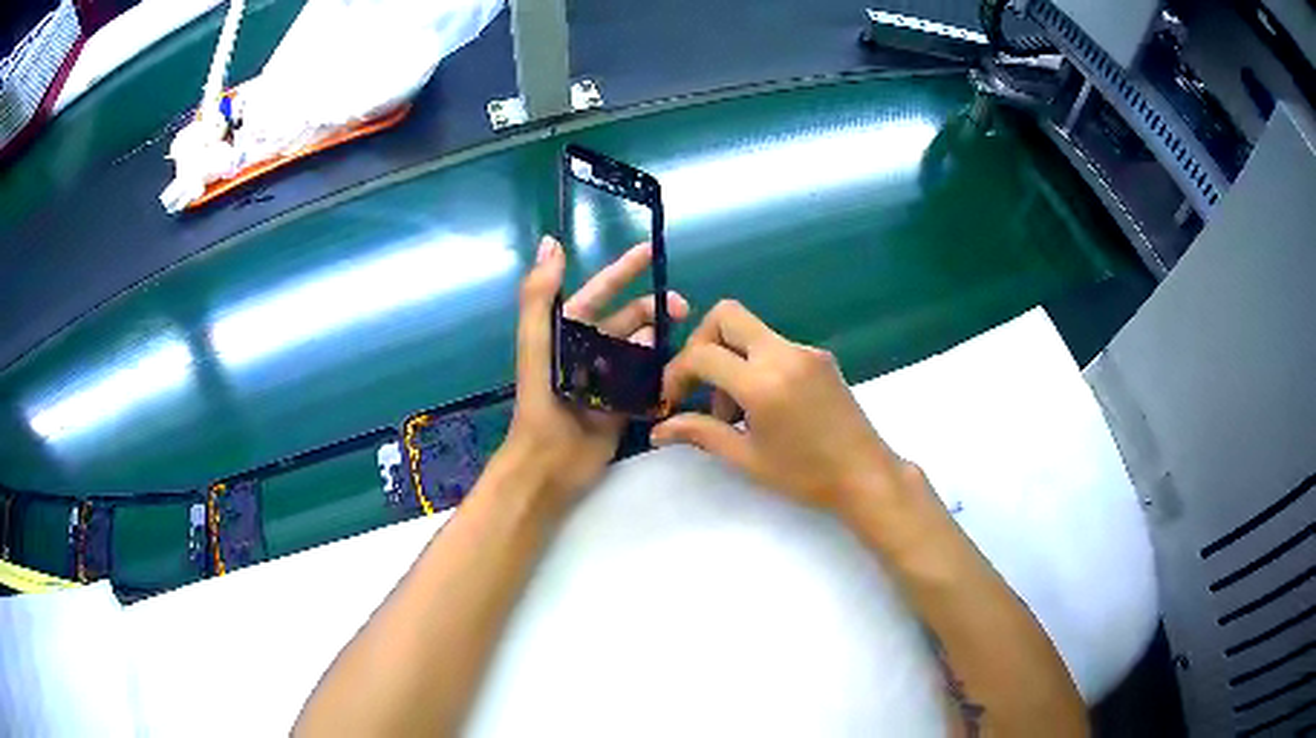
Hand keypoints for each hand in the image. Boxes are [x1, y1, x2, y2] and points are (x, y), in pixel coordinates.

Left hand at [496, 237, 688, 510]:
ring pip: (643, 348)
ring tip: (688, 339)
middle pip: (629, 319)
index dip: (624, 269)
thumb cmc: (541, 402)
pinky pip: (649, 380)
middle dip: (655, 308)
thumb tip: (551, 243)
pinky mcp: (624, 404)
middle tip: (684, 308)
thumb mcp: (537, 344)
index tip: (651, 250)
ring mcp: (609, 377)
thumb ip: (540, 295)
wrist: (550, 463)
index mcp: (568, 331)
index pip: (601, 291)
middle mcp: (590, 349)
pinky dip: (664, 371)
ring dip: (662, 339)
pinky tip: (684, 367)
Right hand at [652, 300, 923, 520]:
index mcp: (763, 382)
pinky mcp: (820, 357)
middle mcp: (783, 353)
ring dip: (730, 357)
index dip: (676, 373)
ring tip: (735, 411)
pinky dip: (756, 364)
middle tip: (699, 383)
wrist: (865, 475)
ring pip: (751, 331)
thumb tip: (658, 430)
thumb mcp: (746, 458)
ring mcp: (805, 351)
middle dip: (701, 342)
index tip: (672, 399)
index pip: (702, 354)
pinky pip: (775, 346)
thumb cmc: (805, 475)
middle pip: (727, 315)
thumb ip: (701, 434)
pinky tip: (763, 405)